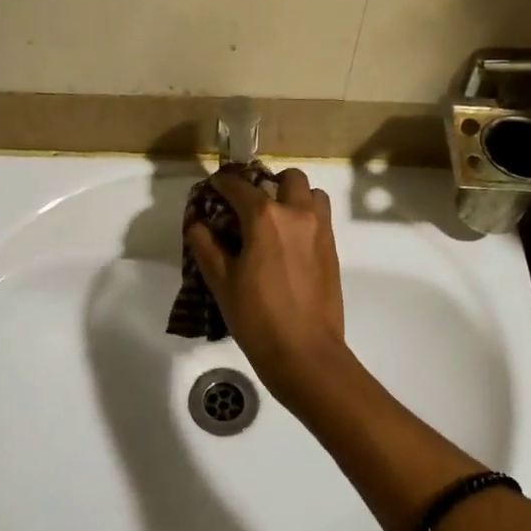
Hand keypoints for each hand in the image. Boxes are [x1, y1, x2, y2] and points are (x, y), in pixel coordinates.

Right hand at [186, 166, 347, 401]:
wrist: (304, 352)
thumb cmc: (256, 317)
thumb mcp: (220, 281)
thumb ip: (205, 244)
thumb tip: (197, 222)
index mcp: (265, 217)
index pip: (239, 186)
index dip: (222, 183)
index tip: (212, 188)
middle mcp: (297, 213)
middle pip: (287, 178)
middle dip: (267, 182)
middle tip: (249, 204)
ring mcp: (321, 230)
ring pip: (311, 194)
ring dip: (293, 197)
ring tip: (274, 220)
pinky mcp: (332, 249)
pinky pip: (320, 217)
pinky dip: (305, 217)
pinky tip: (287, 243)